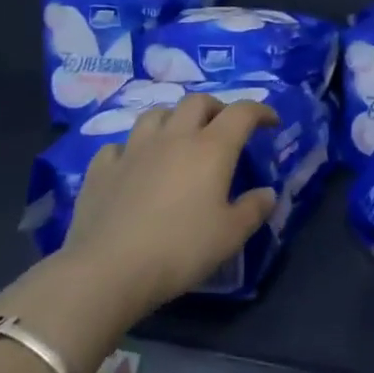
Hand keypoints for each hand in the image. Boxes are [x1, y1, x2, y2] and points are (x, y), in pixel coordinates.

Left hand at [60, 94, 278, 319]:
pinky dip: (132, 149)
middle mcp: (174, 137)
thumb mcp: (230, 236)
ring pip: (156, 114)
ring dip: (173, 119)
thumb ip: (253, 210)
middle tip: (224, 127)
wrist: (108, 270)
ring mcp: (134, 149)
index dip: (260, 111)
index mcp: (211, 148)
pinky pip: (120, 145)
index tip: (271, 122)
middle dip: (216, 108)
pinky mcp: (102, 169)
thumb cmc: (180, 250)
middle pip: (197, 102)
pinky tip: (134, 165)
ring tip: (179, 138)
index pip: (242, 112)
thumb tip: (267, 193)